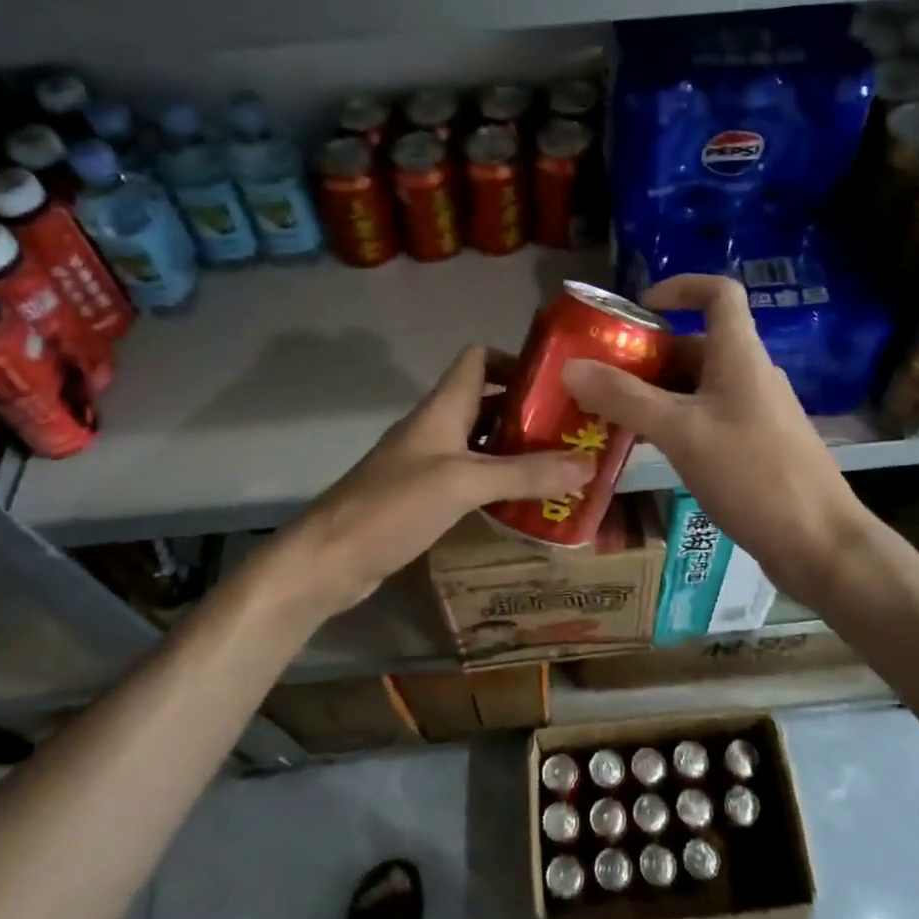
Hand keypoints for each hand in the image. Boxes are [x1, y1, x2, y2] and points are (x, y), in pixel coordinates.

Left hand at [276, 347, 593, 615]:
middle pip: (487, 403)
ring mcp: (428, 464)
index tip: (560, 384)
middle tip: (576, 433)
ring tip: (564, 467)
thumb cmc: (393, 506)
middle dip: (530, 413)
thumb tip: (588, 463)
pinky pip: (471, 479)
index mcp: (442, 408)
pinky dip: (499, 484)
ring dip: (518, 451)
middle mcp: (436, 428)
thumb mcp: (463, 483)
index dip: (517, 361)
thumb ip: (525, 473)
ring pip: (482, 444)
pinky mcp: (424, 497)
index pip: (478, 359)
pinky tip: (526, 503)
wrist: (329, 559)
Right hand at [561, 275, 868, 604]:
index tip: (638, 307)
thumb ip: (624, 398)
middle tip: (599, 376)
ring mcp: (754, 413)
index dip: (680, 287)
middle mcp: (750, 375)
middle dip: (646, 355)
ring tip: (609, 414)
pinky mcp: (754, 448)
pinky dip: (673, 423)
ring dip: (654, 393)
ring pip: (697, 387)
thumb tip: (570, 367)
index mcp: (740, 355)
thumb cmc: (752, 474)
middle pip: (696, 345)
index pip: (719, 293)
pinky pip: (706, 419)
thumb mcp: (681, 432)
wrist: (818, 543)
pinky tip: (646, 449)